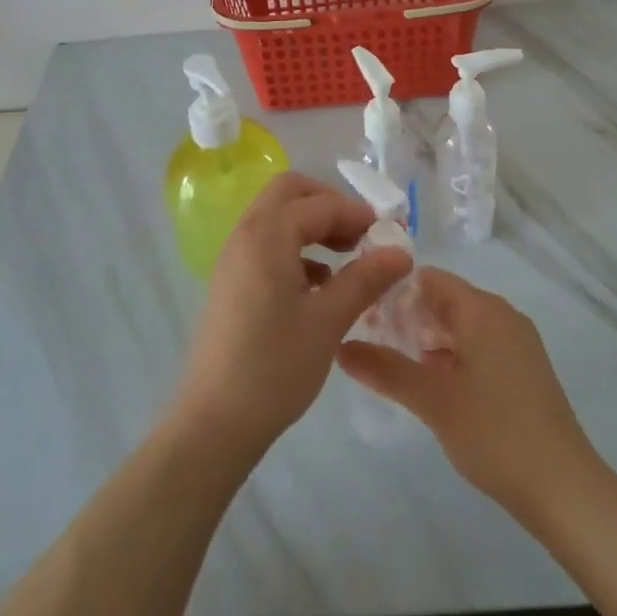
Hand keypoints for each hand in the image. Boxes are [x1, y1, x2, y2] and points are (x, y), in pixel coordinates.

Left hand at [172, 172, 412, 459]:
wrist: (215, 422)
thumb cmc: (275, 367)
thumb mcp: (329, 321)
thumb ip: (365, 278)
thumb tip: (401, 251)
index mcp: (267, 235)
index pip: (320, 204)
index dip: (358, 214)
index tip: (391, 234)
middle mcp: (246, 234)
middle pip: (290, 193)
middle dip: (329, 205)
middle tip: (361, 234)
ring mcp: (234, 257)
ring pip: (277, 217)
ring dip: (313, 225)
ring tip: (347, 257)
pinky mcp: (232, 281)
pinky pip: (267, 243)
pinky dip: (296, 247)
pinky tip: (320, 284)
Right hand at [338, 269, 597, 524]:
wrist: (564, 487)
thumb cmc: (494, 433)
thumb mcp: (432, 400)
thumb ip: (385, 370)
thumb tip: (340, 347)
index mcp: (482, 309)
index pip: (429, 279)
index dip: (394, 291)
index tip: (363, 316)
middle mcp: (502, 315)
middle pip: (445, 300)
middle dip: (408, 317)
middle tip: (371, 344)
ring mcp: (517, 342)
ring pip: (461, 325)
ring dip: (428, 340)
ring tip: (395, 366)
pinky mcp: (525, 369)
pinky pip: (479, 345)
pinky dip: (452, 356)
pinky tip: (433, 387)